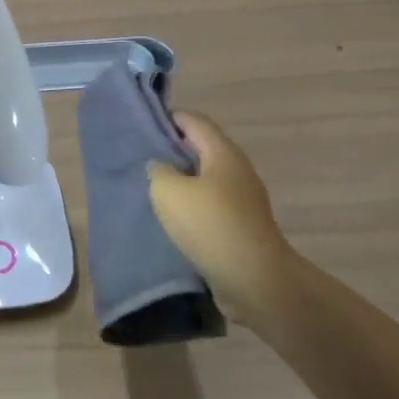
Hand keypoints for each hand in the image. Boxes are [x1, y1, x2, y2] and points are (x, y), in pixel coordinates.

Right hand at [148, 113, 296, 322]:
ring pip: (206, 179)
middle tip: (143, 160)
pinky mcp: (243, 225)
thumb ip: (159, 171)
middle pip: (201, 148)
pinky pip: (212, 205)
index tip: (143, 127)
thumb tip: (161, 167)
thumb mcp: (169, 191)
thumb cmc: (210, 225)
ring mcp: (243, 199)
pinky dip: (193, 206)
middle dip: (173, 151)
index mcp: (222, 152)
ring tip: (154, 191)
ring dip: (182, 182)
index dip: (169, 118)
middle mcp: (237, 169)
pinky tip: (174, 220)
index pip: (194, 121)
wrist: (255, 280)